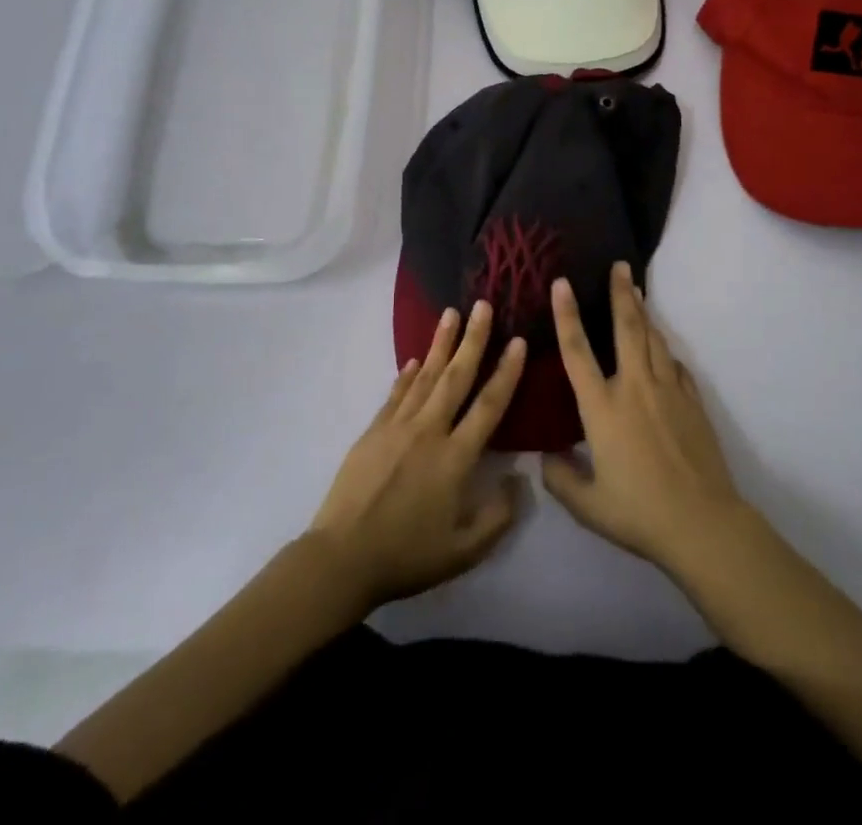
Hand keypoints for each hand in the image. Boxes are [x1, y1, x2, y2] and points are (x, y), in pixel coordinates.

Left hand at [308, 300, 526, 609]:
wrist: (343, 557)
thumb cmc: (407, 556)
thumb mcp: (463, 551)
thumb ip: (497, 516)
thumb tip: (518, 480)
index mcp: (455, 458)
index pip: (489, 406)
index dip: (506, 372)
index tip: (518, 341)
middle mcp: (429, 431)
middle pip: (456, 377)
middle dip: (473, 339)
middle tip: (482, 304)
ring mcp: (397, 427)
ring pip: (425, 376)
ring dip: (440, 344)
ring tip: (451, 313)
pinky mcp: (373, 431)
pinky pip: (396, 395)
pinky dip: (408, 375)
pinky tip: (414, 360)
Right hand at [541, 263, 748, 574]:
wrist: (702, 523)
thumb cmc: (639, 512)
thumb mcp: (588, 505)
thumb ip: (561, 478)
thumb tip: (547, 457)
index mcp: (602, 407)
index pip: (577, 351)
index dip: (566, 314)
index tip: (562, 283)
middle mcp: (634, 387)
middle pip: (627, 328)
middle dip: (622, 293)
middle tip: (620, 265)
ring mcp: (668, 391)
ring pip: (654, 340)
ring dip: (644, 313)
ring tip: (638, 292)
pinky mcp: (692, 402)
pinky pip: (676, 365)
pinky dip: (666, 351)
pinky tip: (664, 351)